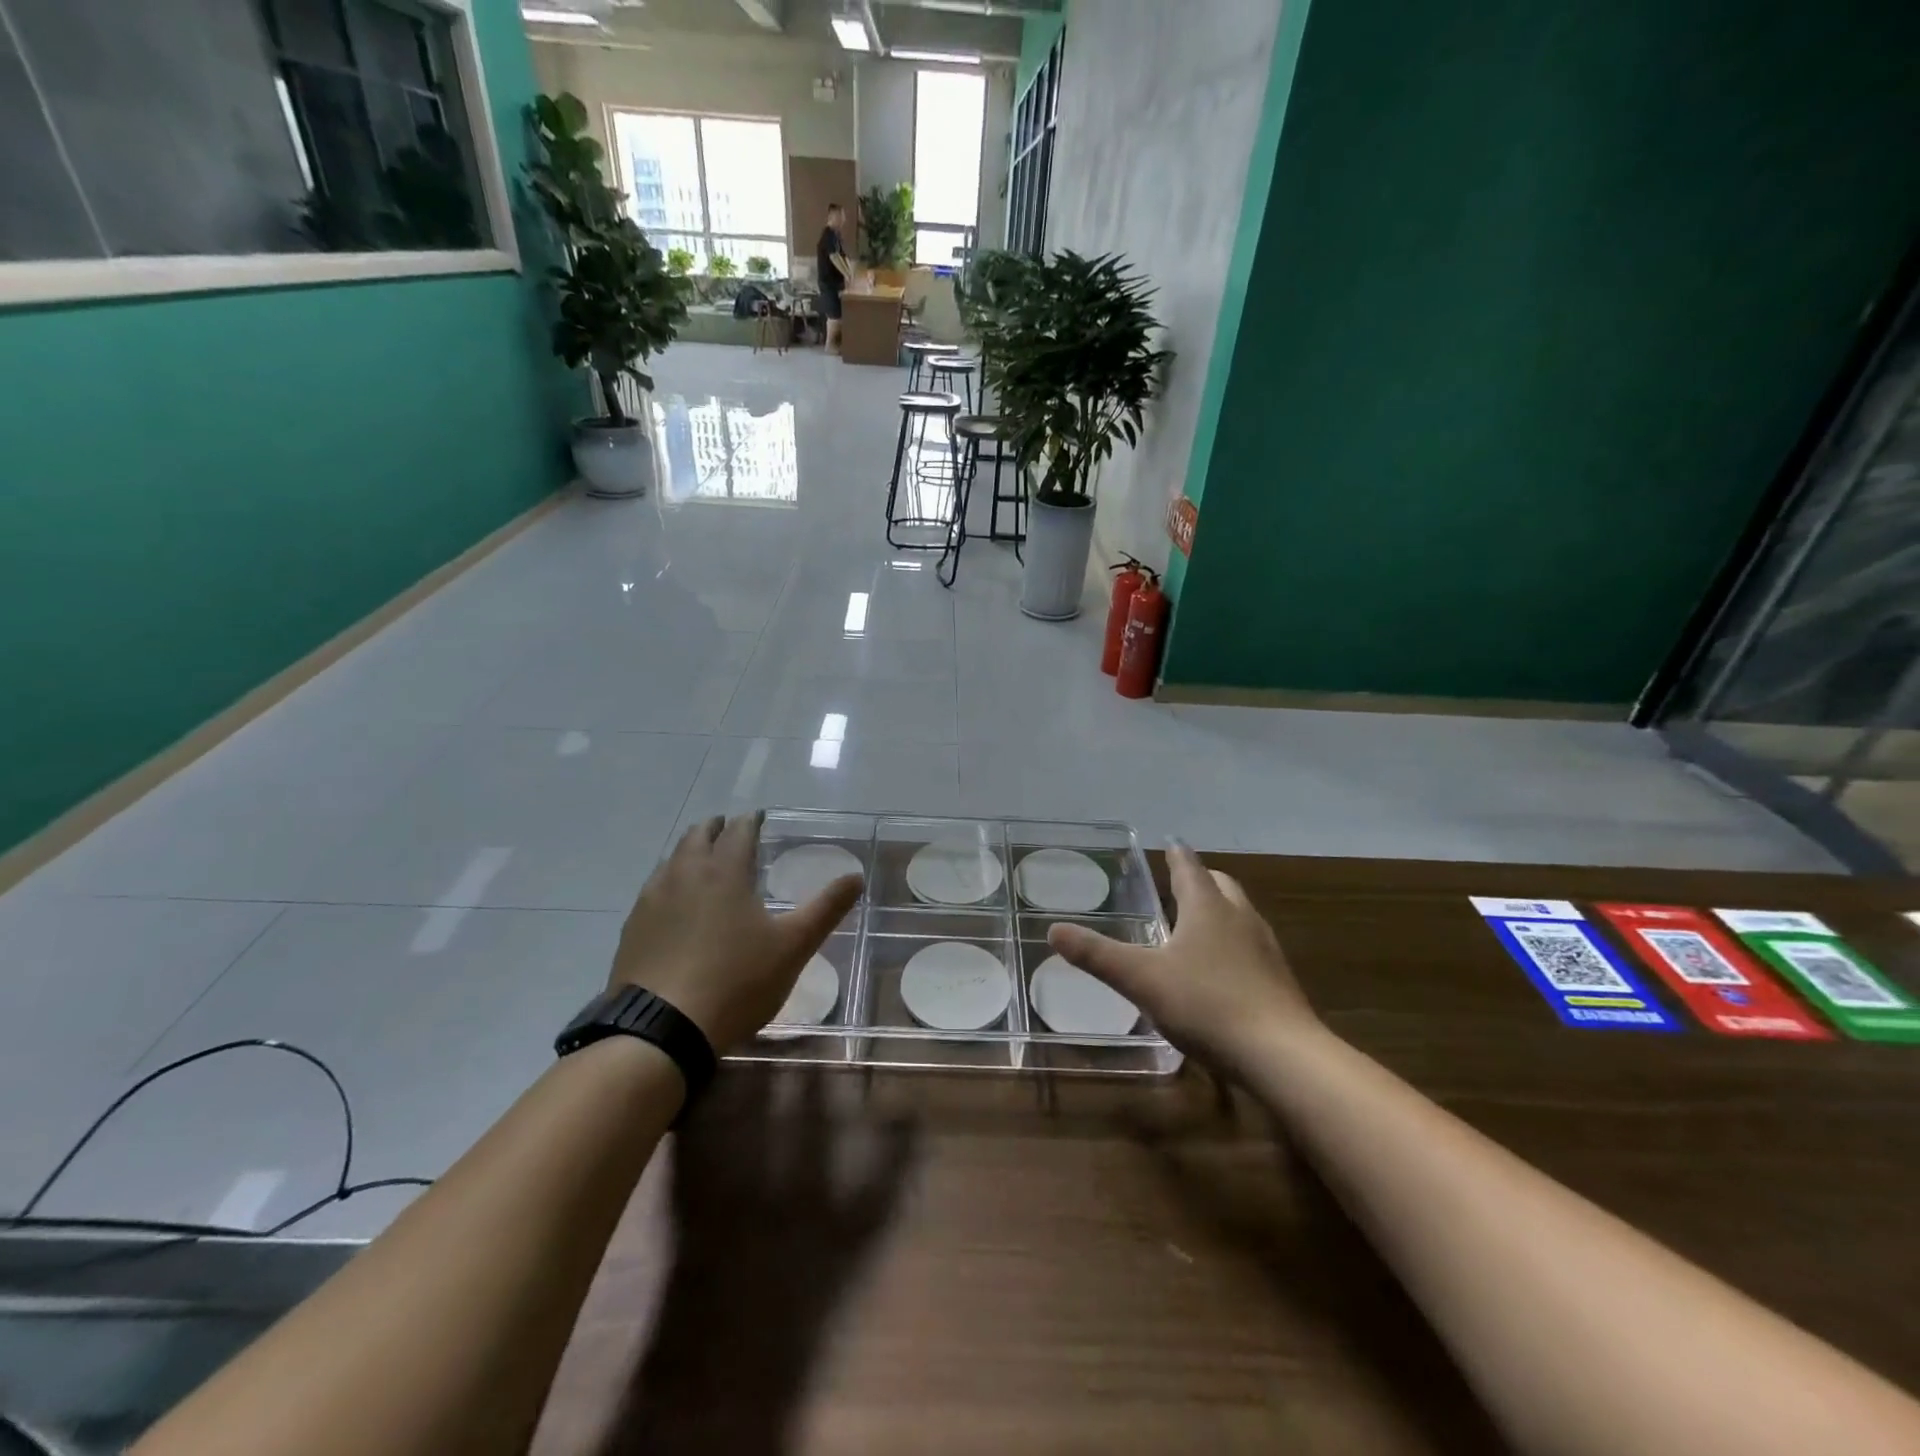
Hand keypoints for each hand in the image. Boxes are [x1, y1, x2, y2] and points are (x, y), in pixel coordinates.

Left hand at [611, 813, 862, 1052]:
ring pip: (671, 859)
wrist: (662, 1029)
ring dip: (689, 851)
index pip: (739, 831)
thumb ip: (826, 909)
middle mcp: (685, 874)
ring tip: (702, 859)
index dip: (751, 821)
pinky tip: (674, 903)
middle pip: (698, 836)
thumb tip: (856, 877)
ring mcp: (652, 900)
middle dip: (716, 828)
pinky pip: (653, 889)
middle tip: (729, 830)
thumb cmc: (736, 981)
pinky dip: (669, 881)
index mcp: (725, 871)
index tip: (758, 818)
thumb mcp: (793, 946)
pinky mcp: (633, 928)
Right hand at [1046, 843, 1317, 1069]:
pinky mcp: (1279, 982)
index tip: (1171, 841)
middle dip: (1201, 880)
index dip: (1177, 855)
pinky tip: (1220, 971)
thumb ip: (1098, 955)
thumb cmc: (1206, 1004)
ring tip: (1197, 923)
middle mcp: (1240, 918)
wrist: (1281, 1056)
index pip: (1189, 868)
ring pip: (1240, 916)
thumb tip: (1054, 930)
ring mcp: (1265, 950)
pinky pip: (1252, 948)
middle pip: (1221, 886)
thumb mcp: (1142, 979)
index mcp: (1207, 908)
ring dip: (1219, 911)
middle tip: (1180, 882)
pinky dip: (1233, 944)